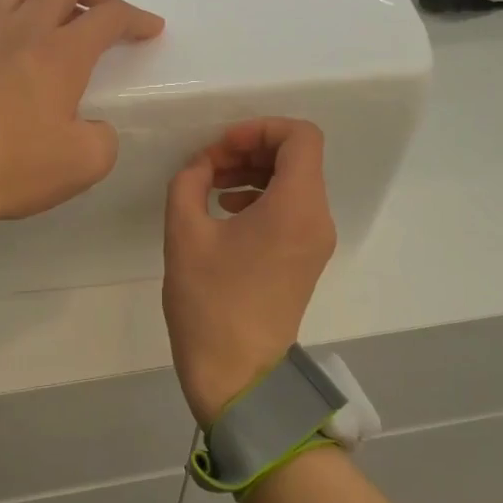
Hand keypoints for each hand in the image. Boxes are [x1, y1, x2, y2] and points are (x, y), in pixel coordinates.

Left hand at [0, 0, 163, 231]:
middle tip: (106, 11)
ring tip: (56, 15)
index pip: (109, 16)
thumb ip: (103, 137)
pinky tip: (13, 41)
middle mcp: (23, 30)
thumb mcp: (85, 164)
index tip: (151, 29)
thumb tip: (91, 125)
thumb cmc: (14, 167)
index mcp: (60, 53)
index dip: (137, 18)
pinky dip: (9, 12)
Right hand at [162, 119, 337, 426]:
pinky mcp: (306, 259)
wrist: (237, 373)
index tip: (222, 146)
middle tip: (210, 163)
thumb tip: (201, 166)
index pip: (301, 137)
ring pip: (295, 182)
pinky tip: (226, 209)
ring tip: (212, 185)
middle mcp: (317, 219)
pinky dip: (263, 196)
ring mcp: (316, 241)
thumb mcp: (184, 232)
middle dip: (252, 148)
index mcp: (296, 207)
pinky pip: (292, 208)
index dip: (260, 128)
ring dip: (255, 171)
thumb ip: (189, 181)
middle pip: (298, 157)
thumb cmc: (209, 302)